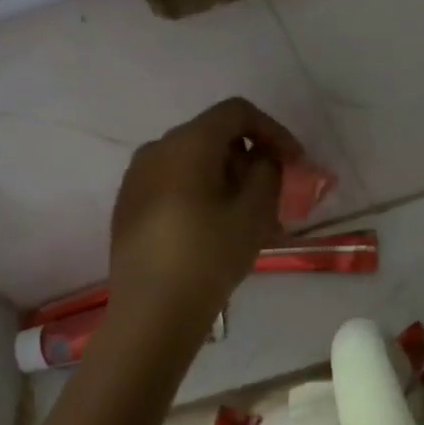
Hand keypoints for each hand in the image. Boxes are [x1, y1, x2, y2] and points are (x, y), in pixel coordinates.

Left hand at [105, 98, 301, 336]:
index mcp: (187, 142)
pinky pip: (173, 183)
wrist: (152, 312)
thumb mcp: (254, 211)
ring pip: (193, 161)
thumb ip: (267, 170)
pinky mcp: (128, 205)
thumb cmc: (209, 255)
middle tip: (275, 191)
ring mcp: (136, 177)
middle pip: (214, 135)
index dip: (273, 130)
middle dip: (250, 156)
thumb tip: (261, 158)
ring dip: (227, 177)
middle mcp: (156, 148)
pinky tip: (216, 226)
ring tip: (249, 214)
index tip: (296, 161)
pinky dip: (202, 191)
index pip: (237, 112)